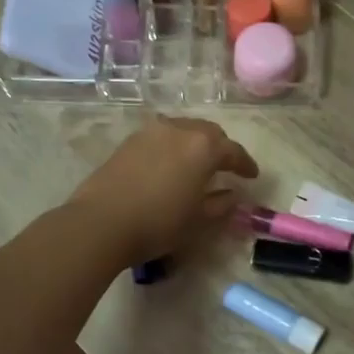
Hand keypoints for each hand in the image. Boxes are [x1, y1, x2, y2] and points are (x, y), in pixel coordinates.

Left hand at [68, 117, 258, 265]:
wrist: (100, 223)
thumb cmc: (159, 223)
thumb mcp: (198, 220)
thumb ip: (221, 204)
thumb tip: (232, 195)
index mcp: (203, 147)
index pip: (233, 151)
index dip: (245, 164)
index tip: (253, 176)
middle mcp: (179, 130)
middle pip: (209, 132)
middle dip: (221, 148)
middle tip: (227, 167)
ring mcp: (151, 132)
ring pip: (183, 130)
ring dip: (196, 144)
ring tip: (198, 164)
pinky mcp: (129, 141)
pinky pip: (161, 137)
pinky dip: (173, 147)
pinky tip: (171, 165)